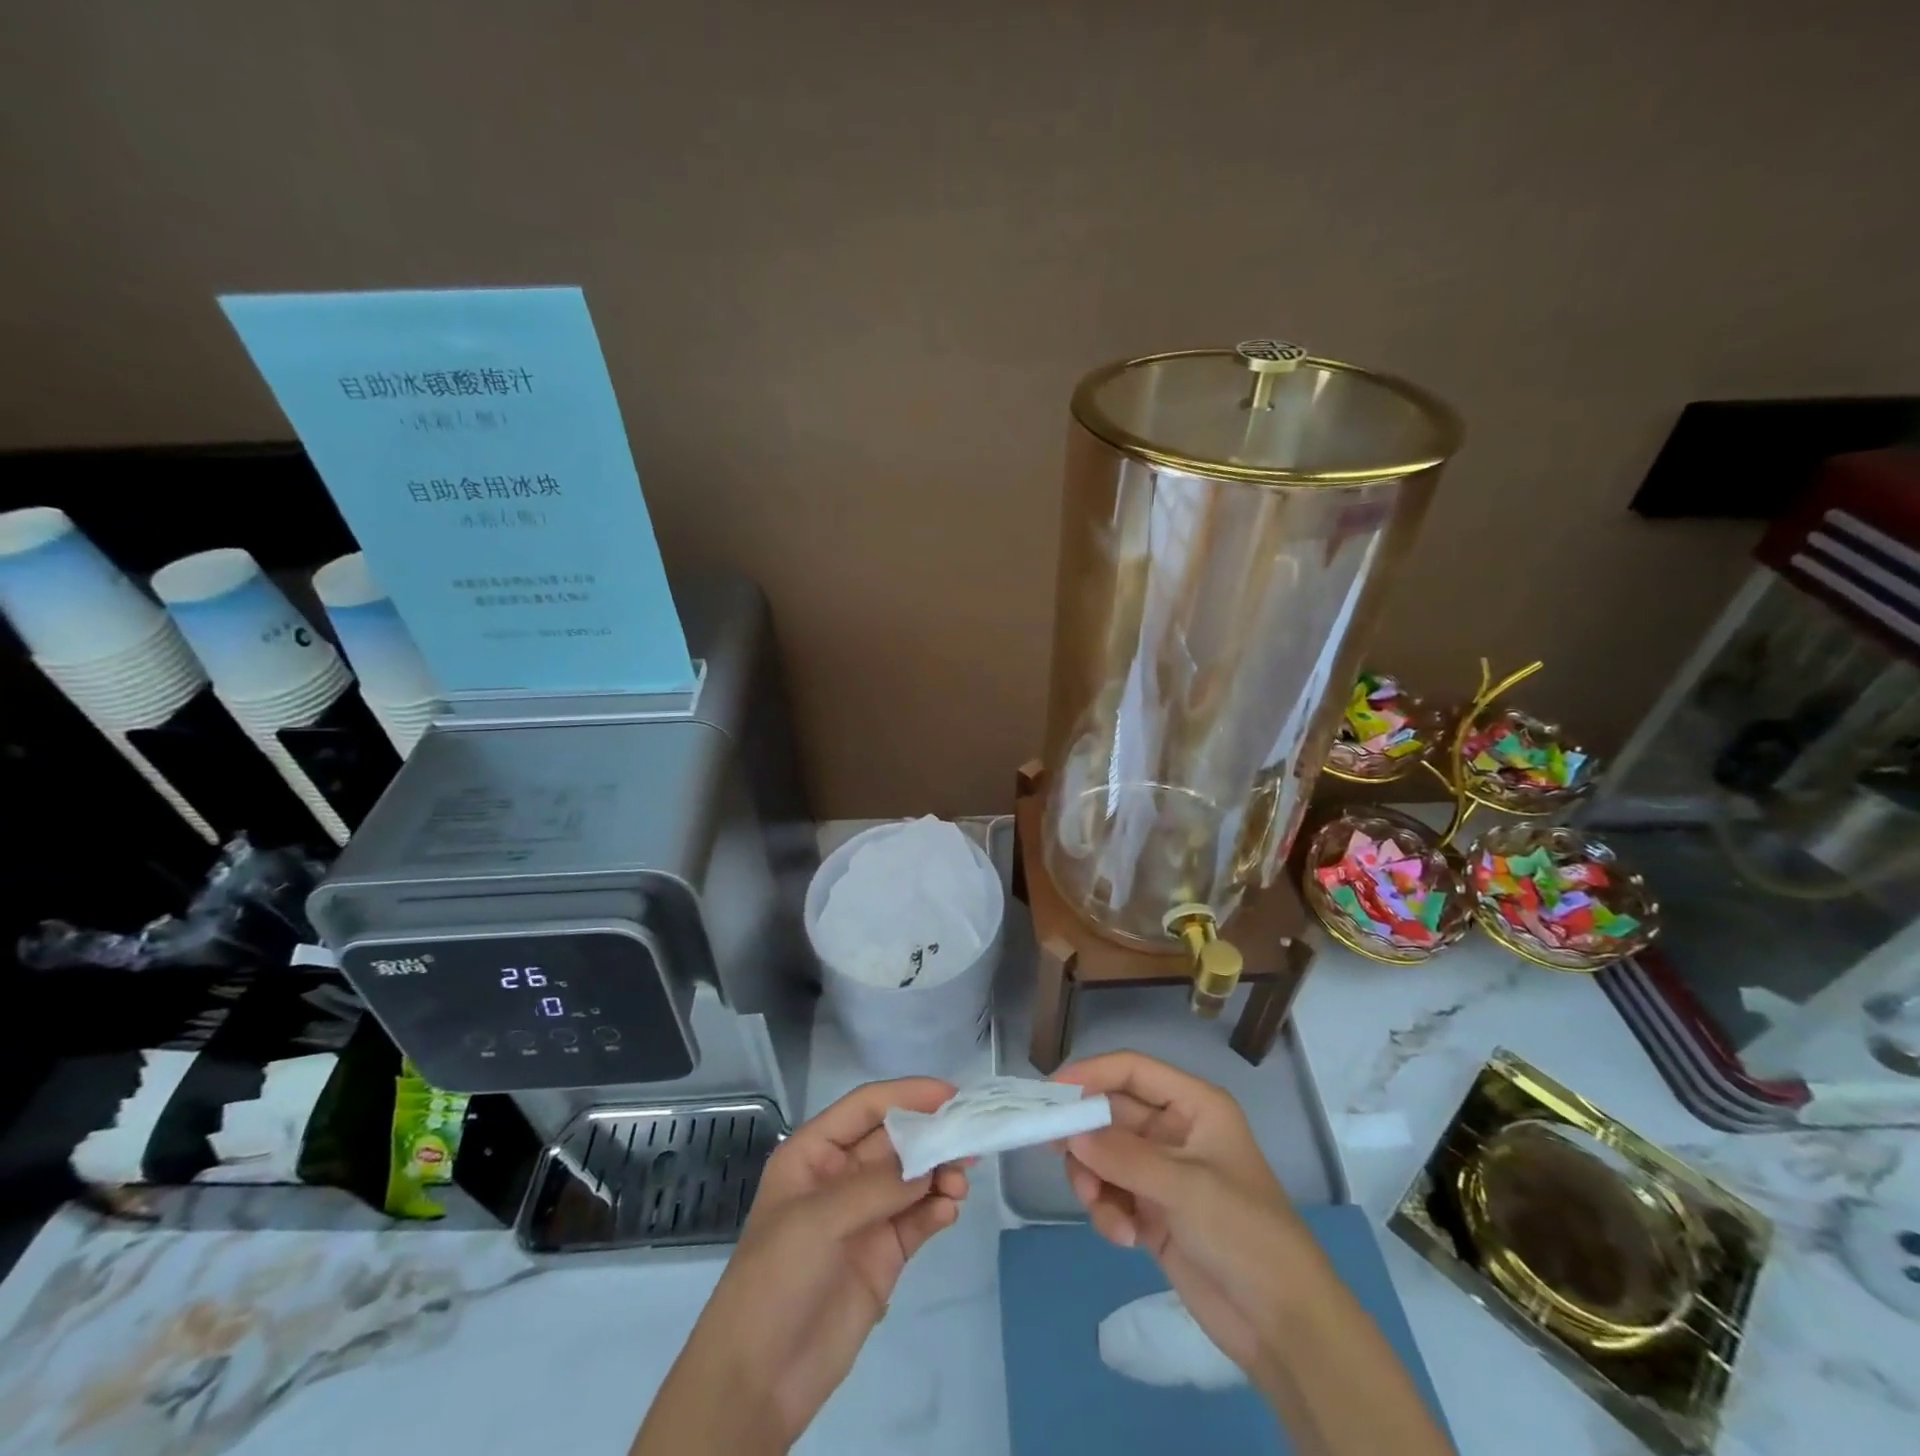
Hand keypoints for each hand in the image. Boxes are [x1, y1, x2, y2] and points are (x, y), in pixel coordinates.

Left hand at [631, 1079, 968, 1454]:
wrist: (757, 1380)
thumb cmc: (775, 1279)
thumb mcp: (817, 1221)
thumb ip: (876, 1187)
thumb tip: (929, 1164)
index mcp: (813, 1153)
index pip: (866, 1108)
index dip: (907, 1095)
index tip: (950, 1093)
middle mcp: (841, 1176)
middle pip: (895, 1140)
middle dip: (931, 1135)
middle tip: (969, 1136)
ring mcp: (864, 1217)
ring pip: (912, 1179)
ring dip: (939, 1173)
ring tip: (960, 1183)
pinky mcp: (883, 1256)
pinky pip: (917, 1220)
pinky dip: (937, 1210)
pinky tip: (949, 1211)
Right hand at [1052, 1051, 1326, 1389]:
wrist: (1283, 1324)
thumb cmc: (1243, 1233)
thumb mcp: (1184, 1187)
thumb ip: (1123, 1156)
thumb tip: (1069, 1134)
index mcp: (1193, 1105)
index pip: (1132, 1070)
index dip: (1090, 1073)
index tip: (1050, 1093)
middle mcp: (1174, 1130)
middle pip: (1111, 1113)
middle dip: (1085, 1136)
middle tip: (1056, 1153)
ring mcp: (1161, 1172)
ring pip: (1103, 1155)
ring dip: (1093, 1179)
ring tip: (1102, 1209)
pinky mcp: (1152, 1211)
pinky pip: (1111, 1194)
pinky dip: (1107, 1211)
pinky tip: (1125, 1238)